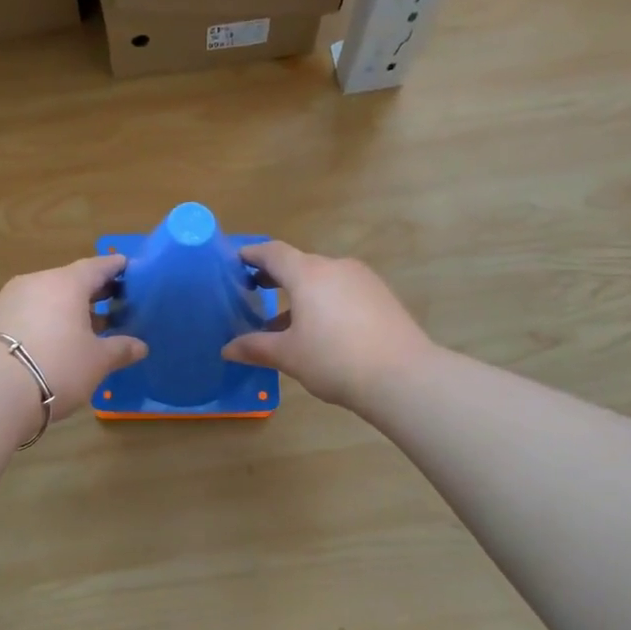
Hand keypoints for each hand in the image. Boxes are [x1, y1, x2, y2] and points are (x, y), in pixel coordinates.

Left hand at [0, 255, 147, 422]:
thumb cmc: (58, 366)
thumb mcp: (97, 361)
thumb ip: (120, 349)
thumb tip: (140, 346)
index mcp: (67, 283)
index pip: (97, 266)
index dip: (114, 268)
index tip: (127, 268)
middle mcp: (38, 282)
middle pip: (70, 280)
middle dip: (93, 291)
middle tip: (114, 300)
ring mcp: (11, 298)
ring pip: (48, 296)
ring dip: (68, 308)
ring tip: (88, 325)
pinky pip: (30, 311)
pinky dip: (47, 319)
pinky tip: (57, 338)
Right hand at [222, 242, 434, 412]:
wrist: (402, 376)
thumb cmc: (334, 360)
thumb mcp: (288, 356)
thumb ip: (255, 347)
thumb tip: (227, 349)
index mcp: (308, 274)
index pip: (274, 253)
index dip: (253, 255)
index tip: (237, 260)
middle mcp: (336, 267)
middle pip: (300, 264)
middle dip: (276, 276)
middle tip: (255, 290)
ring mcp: (363, 280)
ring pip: (323, 279)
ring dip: (302, 294)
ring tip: (286, 322)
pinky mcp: (382, 296)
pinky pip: (343, 291)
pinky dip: (325, 302)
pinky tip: (321, 330)